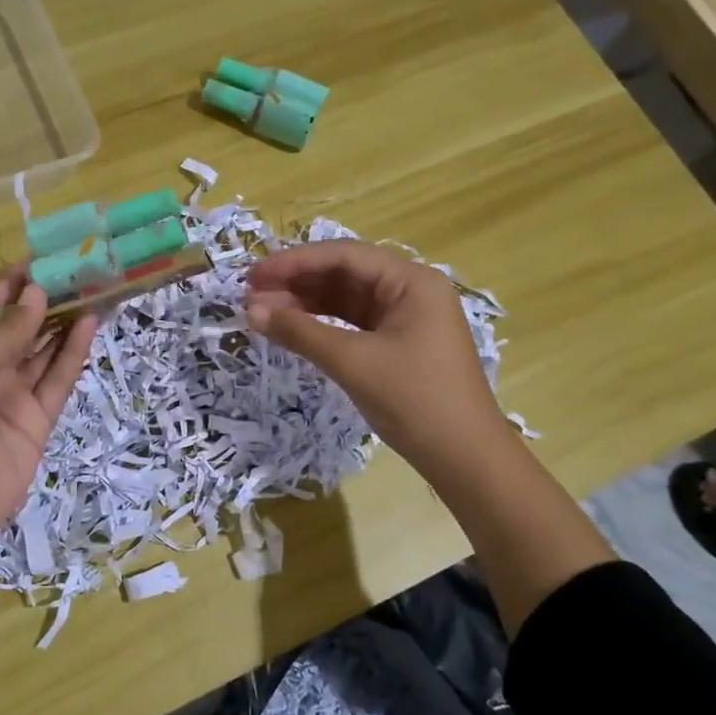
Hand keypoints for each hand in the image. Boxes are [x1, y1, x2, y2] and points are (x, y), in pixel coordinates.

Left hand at [0, 268, 96, 589]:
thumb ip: (4, 334)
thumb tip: (37, 294)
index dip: (11, 284)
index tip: (43, 256)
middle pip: (20, 328)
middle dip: (46, 300)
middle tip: (82, 269)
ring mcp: (11, 397)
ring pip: (44, 351)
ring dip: (65, 322)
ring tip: (94, 289)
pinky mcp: (37, 422)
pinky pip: (57, 381)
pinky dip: (73, 354)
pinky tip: (89, 325)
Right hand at [245, 240, 506, 486]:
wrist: (465, 458)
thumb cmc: (415, 400)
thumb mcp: (353, 362)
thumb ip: (301, 332)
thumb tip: (251, 310)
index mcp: (411, 282)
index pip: (344, 256)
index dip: (294, 262)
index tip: (253, 275)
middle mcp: (410, 291)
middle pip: (344, 274)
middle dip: (296, 283)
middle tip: (250, 296)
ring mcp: (405, 319)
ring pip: (346, 301)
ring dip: (305, 304)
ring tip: (261, 313)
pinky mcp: (397, 345)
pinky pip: (352, 325)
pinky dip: (321, 326)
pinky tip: (292, 330)